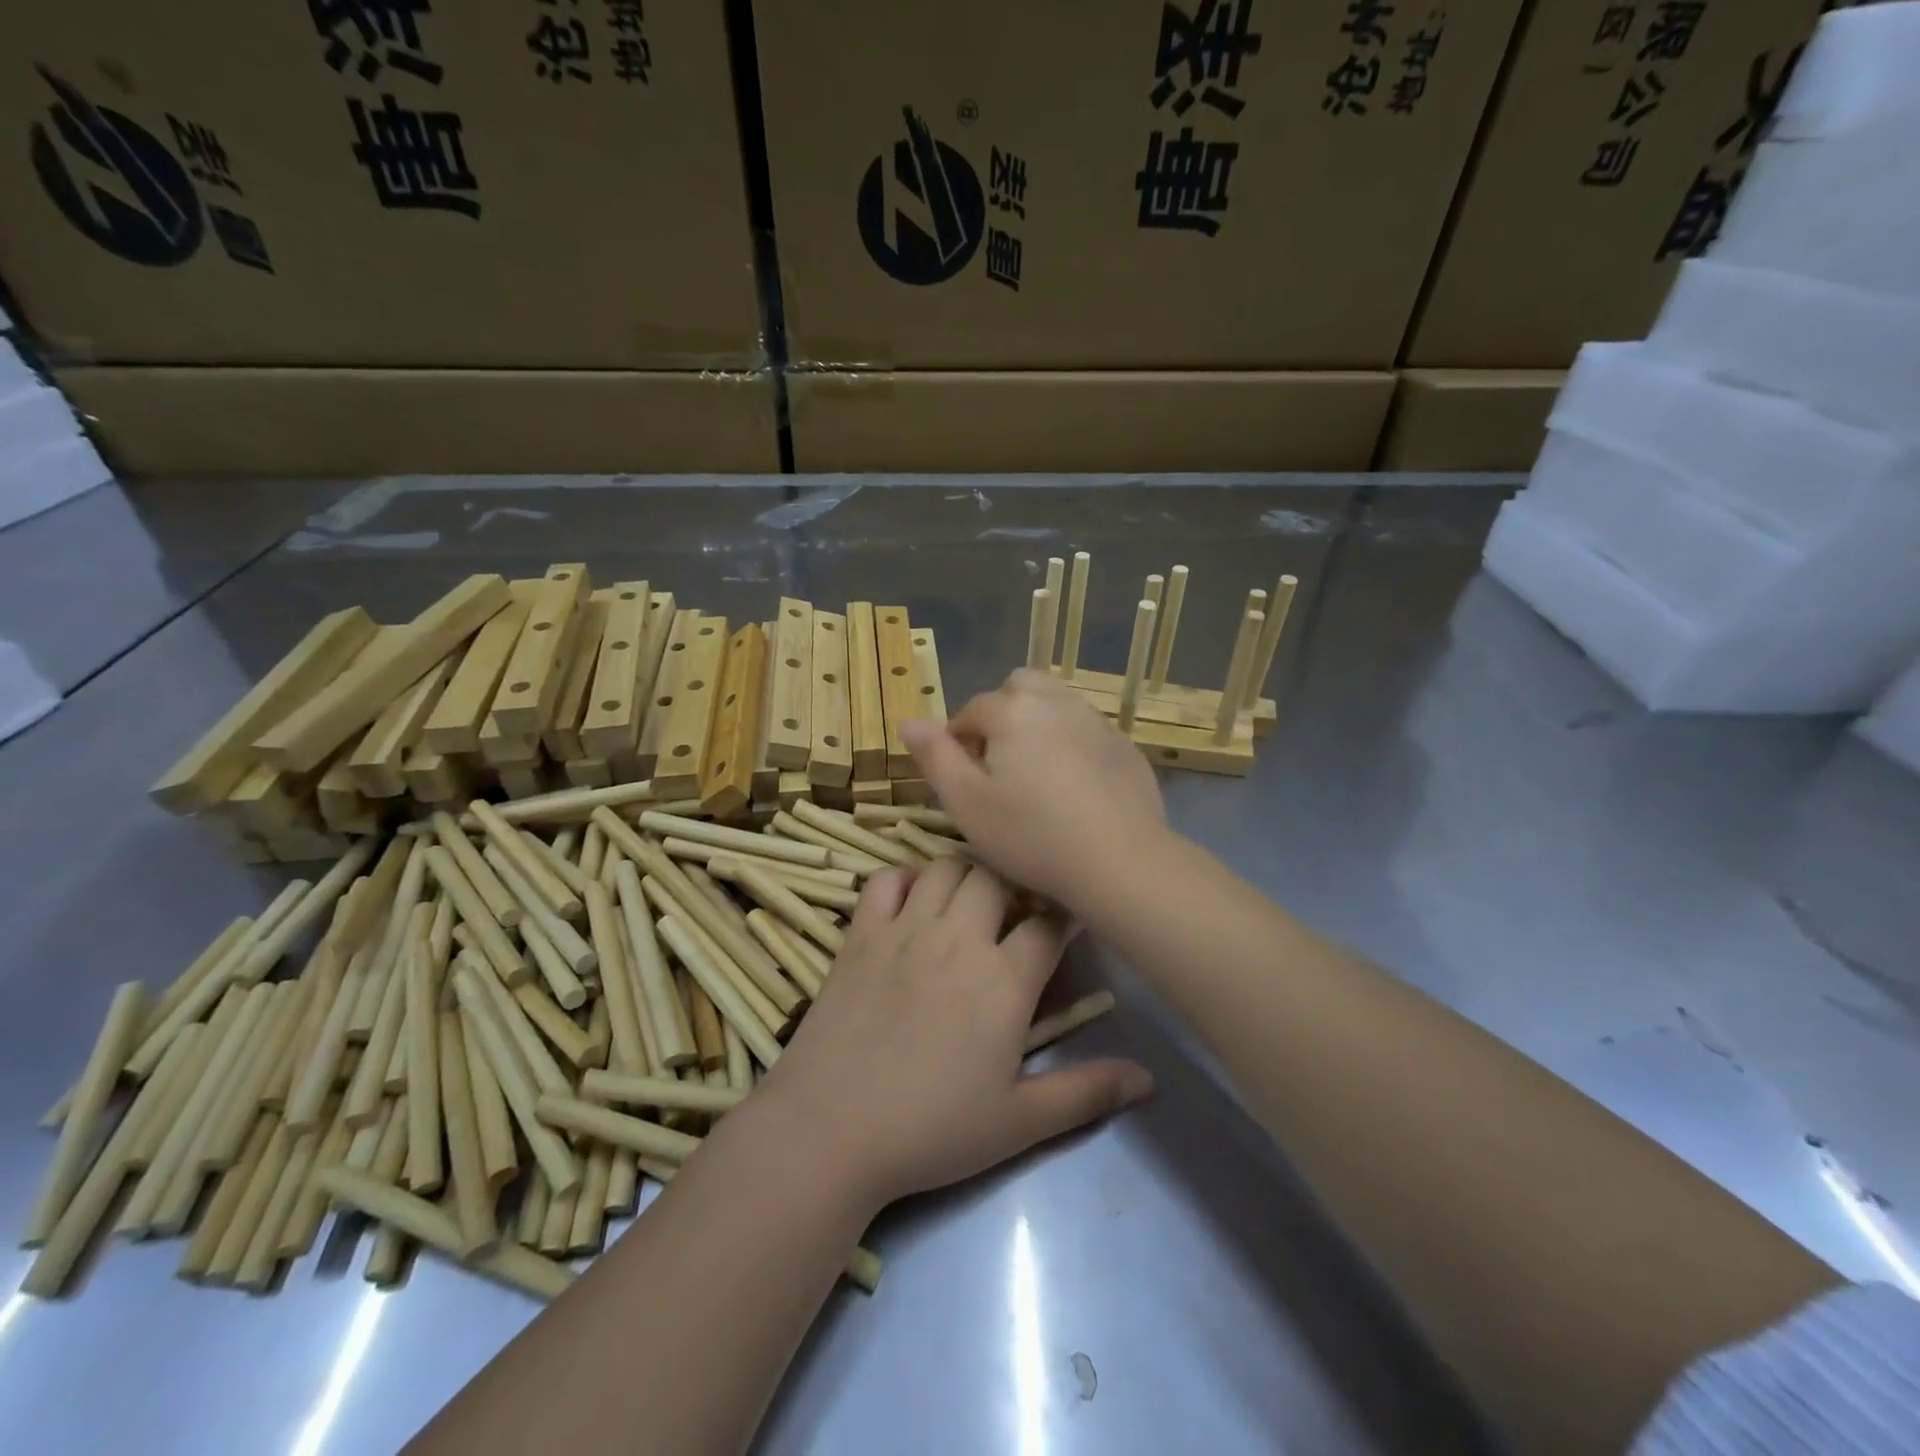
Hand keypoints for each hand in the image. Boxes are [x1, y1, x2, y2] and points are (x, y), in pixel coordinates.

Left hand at [756, 857, 1151, 1210]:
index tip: (1067, 923)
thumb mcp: (1019, 1122)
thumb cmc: (931, 1130)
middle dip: (1014, 887)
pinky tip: (911, 904)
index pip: (1048, 924)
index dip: (1064, 917)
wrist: (830, 1130)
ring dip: (964, 876)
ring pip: (945, 867)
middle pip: (997, 878)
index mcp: (1003, 980)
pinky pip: (884, 879)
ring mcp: (904, 929)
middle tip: (1015, 915)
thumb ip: (1086, 1093)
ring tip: (968, 905)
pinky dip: (903, 879)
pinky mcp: (861, 933)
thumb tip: (1149, 1079)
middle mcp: (957, 938)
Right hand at [899, 669, 1166, 910]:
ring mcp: (1096, 721)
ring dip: (1038, 723)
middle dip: (1002, 715)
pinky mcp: (1125, 746)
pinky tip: (1075, 786)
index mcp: (1012, 711)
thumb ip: (935, 757)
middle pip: (1018, 688)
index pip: (971, 711)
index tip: (961, 777)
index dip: (958, 741)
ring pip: (1057, 703)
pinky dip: (1073, 744)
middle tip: (999, 764)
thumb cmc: (1030, 835)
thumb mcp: (966, 803)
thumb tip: (908, 721)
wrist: (1118, 860)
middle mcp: (1056, 702)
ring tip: (1035, 772)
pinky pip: (1088, 730)